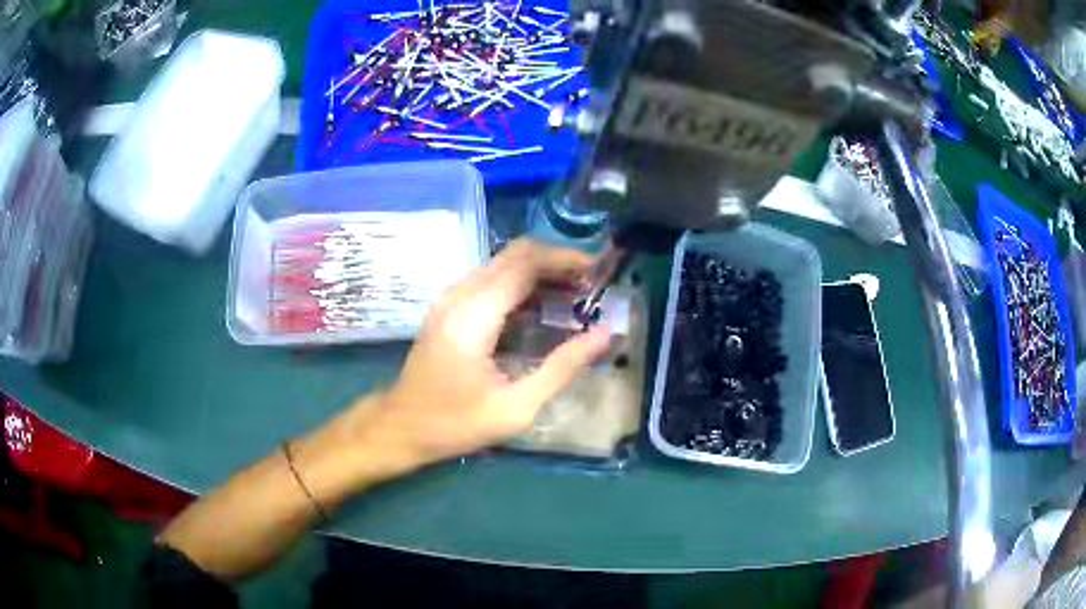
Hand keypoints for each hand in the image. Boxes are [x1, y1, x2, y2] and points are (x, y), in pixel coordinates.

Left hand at [376, 238, 611, 465]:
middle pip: (515, 254)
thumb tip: (604, 335)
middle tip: (590, 286)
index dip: (566, 260)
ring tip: (574, 297)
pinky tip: (541, 309)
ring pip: (503, 263)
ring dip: (540, 272)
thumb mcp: (516, 408)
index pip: (526, 262)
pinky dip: (521, 284)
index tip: (598, 273)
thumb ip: (562, 368)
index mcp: (475, 315)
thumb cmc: (456, 424)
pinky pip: (490, 279)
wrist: (400, 426)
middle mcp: (460, 294)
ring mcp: (450, 298)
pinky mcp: (448, 306)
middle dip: (557, 262)